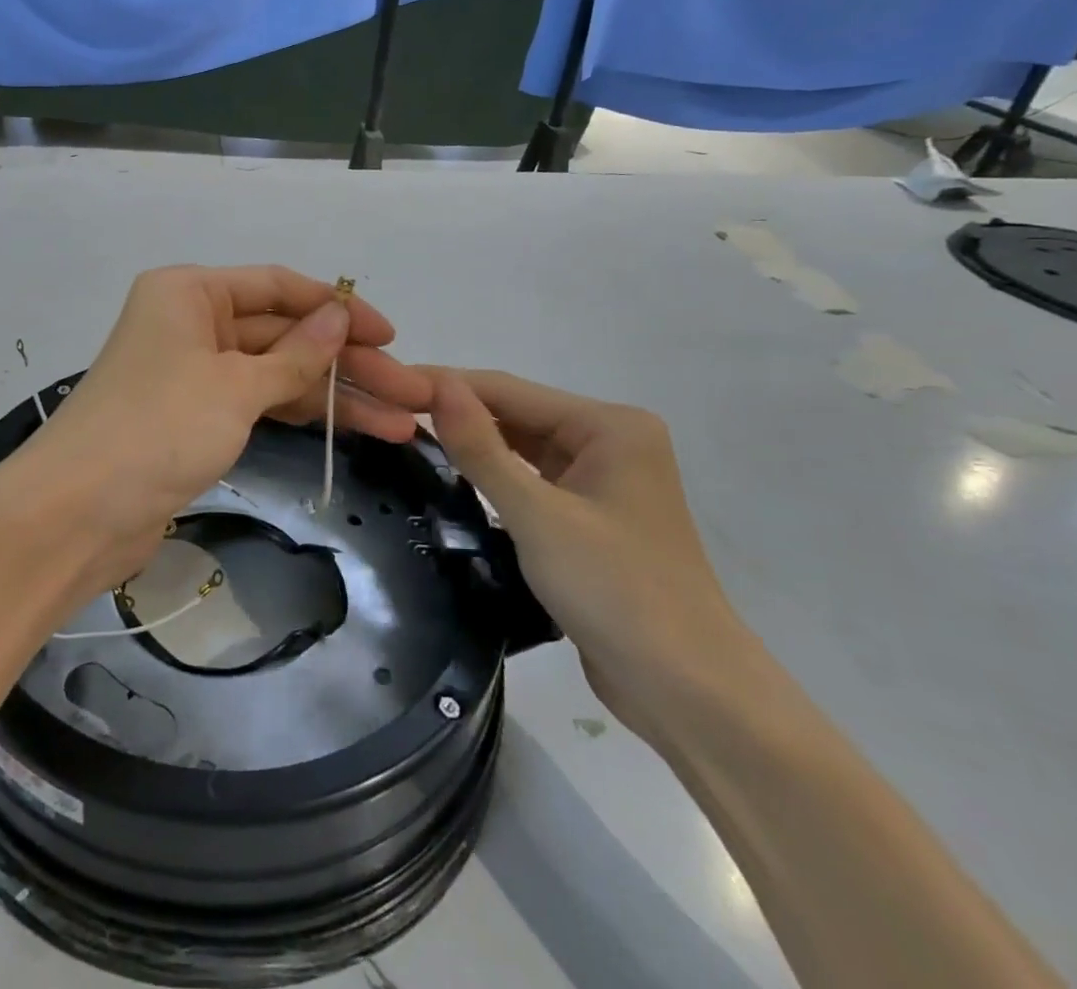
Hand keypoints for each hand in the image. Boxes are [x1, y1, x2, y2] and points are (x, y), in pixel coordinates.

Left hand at [27, 266, 431, 590]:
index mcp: (191, 292)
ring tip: (402, 422)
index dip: (337, 309)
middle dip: (347, 363)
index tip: (391, 337)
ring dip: (334, 396)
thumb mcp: (234, 386)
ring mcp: (193, 373)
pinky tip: (354, 430)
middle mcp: (191, 323)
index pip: (278, 288)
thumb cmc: (157, 429)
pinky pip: (258, 404)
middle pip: (283, 334)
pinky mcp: (194, 418)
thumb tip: (338, 314)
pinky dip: (301, 415)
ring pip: (276, 373)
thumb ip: (294, 354)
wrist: (77, 514)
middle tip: (414, 394)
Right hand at [425, 367, 756, 747]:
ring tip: (407, 438)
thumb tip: (436, 386)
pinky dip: (495, 478)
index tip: (388, 383)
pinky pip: (532, 481)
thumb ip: (482, 448)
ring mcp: (602, 481)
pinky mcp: (591, 518)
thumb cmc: (617, 592)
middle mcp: (610, 442)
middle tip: (388, 414)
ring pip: (522, 448)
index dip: (448, 385)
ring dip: (474, 446)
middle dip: (459, 415)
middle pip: (518, 415)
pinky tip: (454, 478)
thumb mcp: (538, 516)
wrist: (688, 694)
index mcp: (610, 426)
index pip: (511, 390)